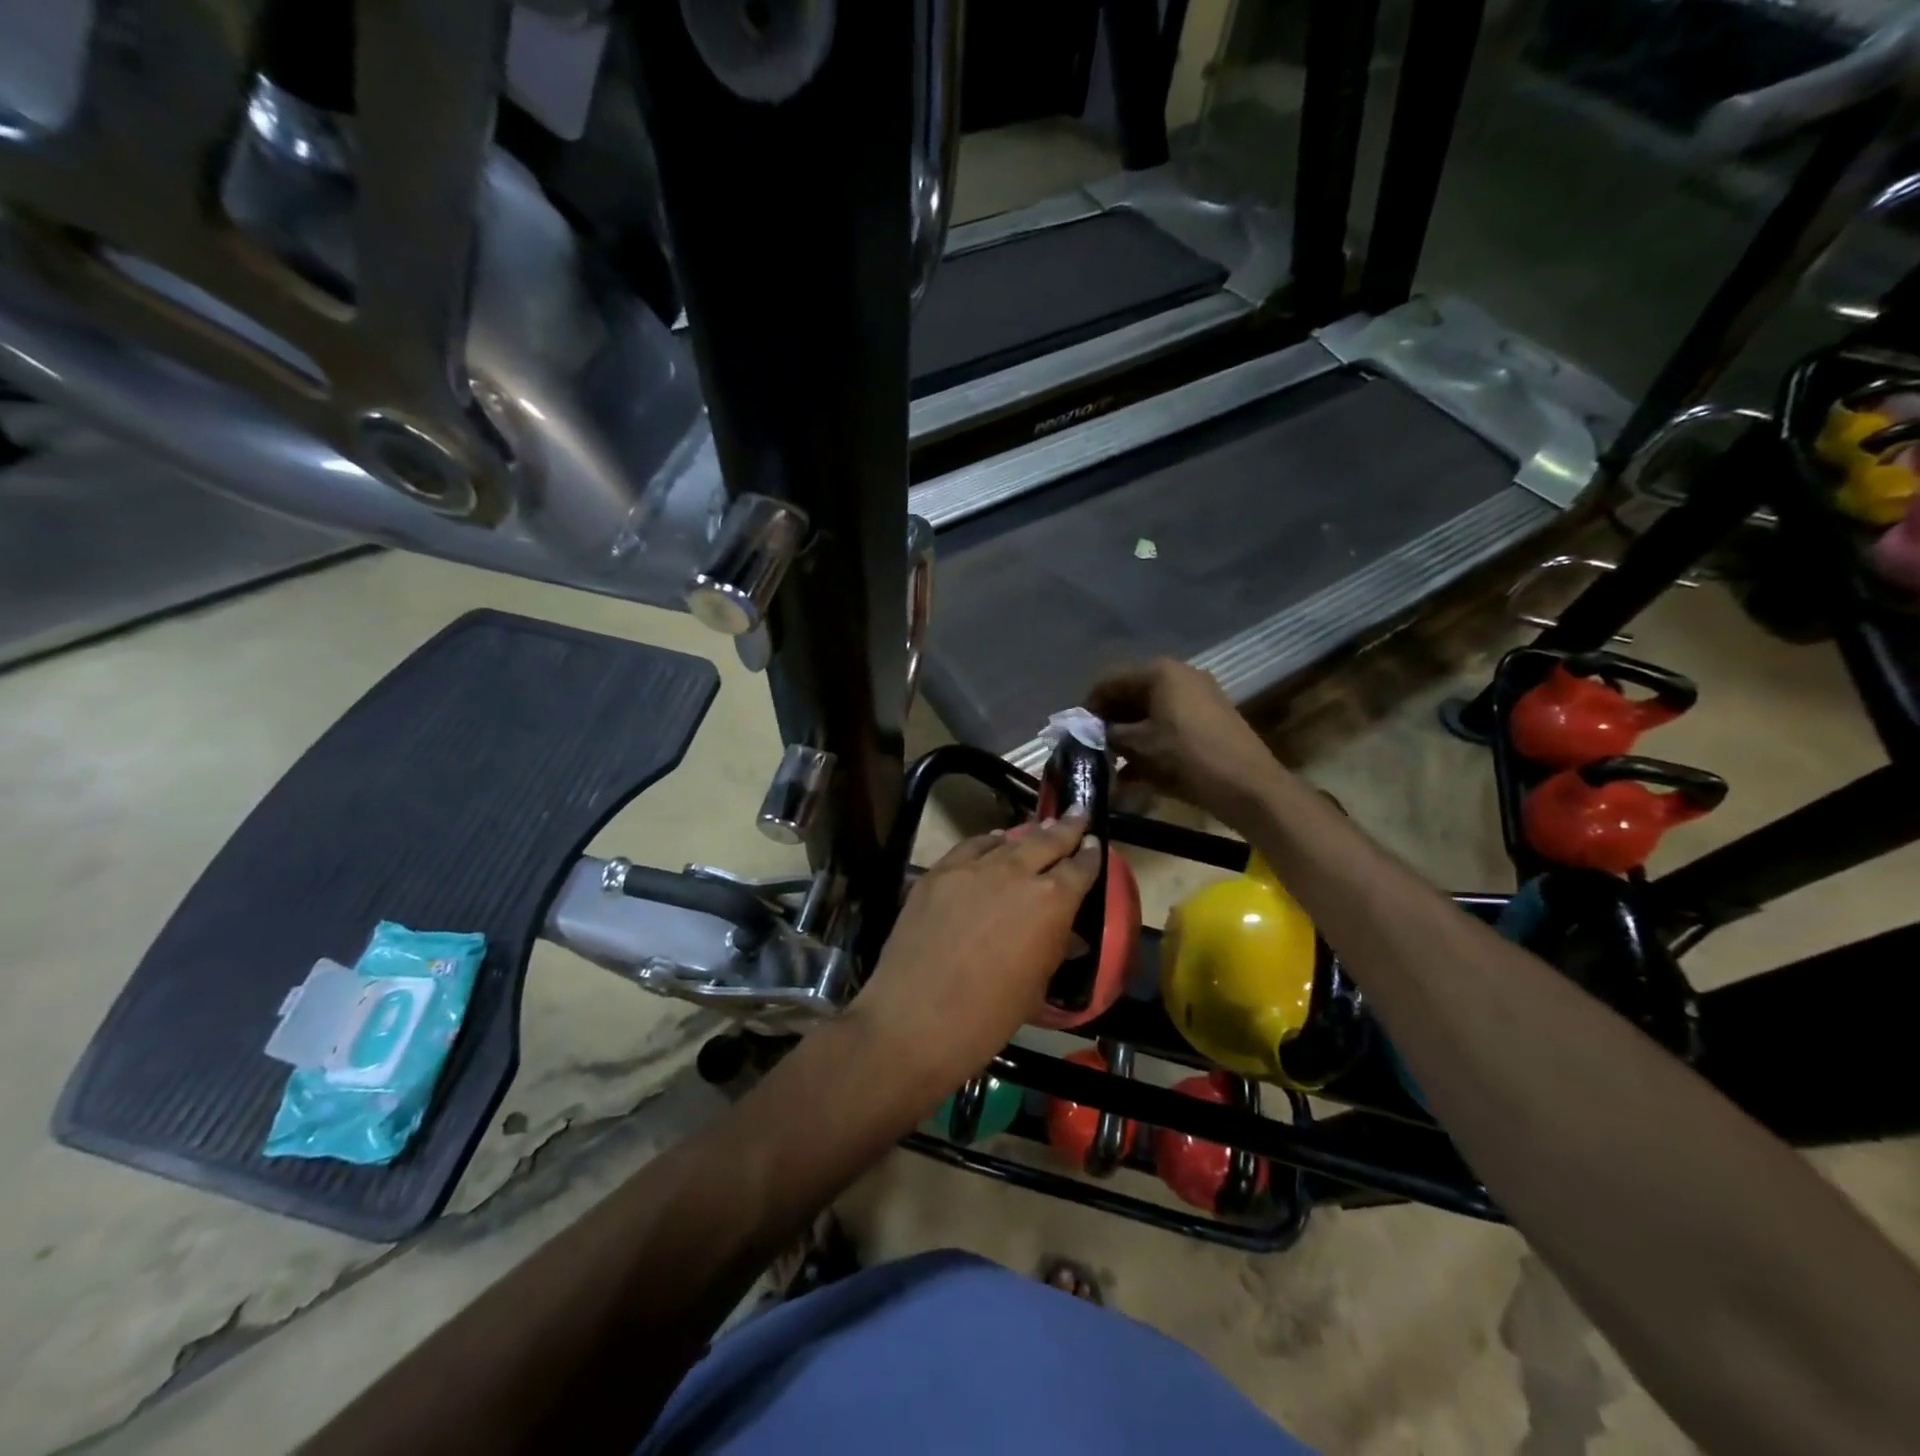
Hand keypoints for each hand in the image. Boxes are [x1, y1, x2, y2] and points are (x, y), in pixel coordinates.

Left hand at [850, 817, 1100, 1104]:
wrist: (914, 1019)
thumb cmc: (987, 1017)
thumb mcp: (1036, 987)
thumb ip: (1053, 949)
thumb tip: (1066, 935)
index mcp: (1051, 902)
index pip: (1080, 868)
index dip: (1090, 856)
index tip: (1094, 846)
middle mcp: (1016, 873)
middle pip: (1047, 840)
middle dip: (1066, 828)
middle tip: (1077, 814)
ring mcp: (973, 868)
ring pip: (1008, 840)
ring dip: (1028, 834)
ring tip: (1039, 827)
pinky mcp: (938, 872)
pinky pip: (970, 847)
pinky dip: (988, 842)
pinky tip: (993, 842)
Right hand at [1088, 658, 1285, 825]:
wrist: (1248, 786)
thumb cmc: (1185, 757)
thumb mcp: (1137, 745)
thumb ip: (1108, 733)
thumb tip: (1090, 731)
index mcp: (1159, 672)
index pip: (1110, 681)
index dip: (1089, 707)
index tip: (1077, 734)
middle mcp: (1180, 675)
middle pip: (1131, 694)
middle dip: (1110, 722)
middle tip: (1094, 749)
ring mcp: (1199, 697)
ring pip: (1150, 712)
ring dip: (1129, 736)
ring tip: (1112, 764)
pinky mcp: (1210, 719)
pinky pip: (1169, 724)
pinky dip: (1151, 743)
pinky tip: (1136, 772)